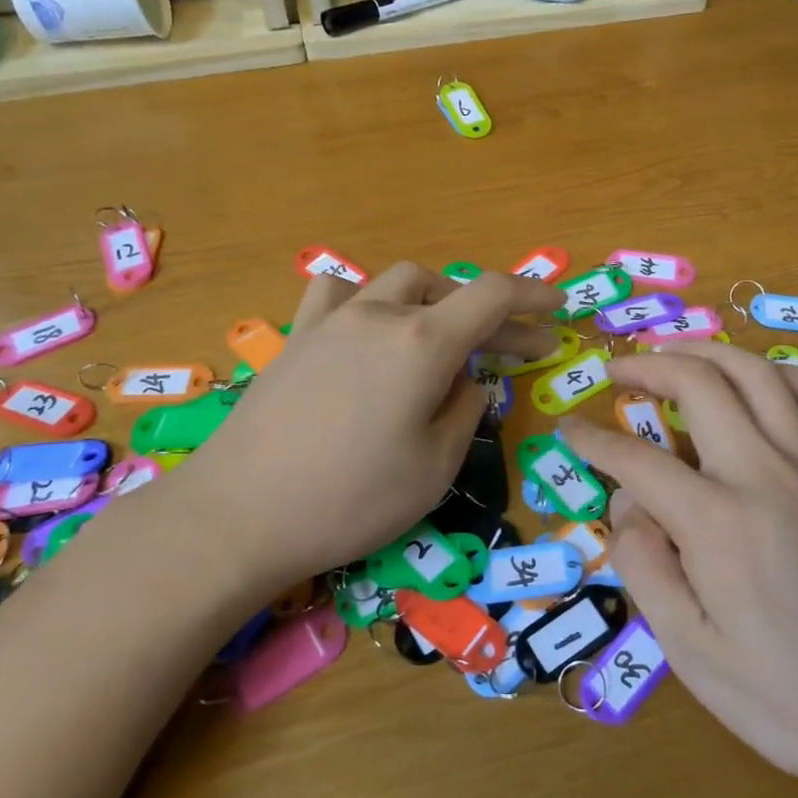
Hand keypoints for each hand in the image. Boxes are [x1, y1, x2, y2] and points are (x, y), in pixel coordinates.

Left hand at [178, 264, 561, 589]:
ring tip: (443, 337)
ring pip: (398, 282)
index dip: (532, 295)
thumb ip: (465, 411)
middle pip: (450, 289)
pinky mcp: (297, 338)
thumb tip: (466, 382)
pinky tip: (368, 329)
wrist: (240, 514)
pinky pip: (340, 294)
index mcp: (423, 342)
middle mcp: (380, 315)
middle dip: (491, 315)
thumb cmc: (351, 499)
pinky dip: (370, 301)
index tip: (558, 308)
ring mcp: (333, 321)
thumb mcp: (435, 467)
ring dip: (434, 300)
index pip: (492, 294)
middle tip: (513, 353)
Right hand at [559, 343, 797, 797]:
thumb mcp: (691, 653)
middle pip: (700, 385)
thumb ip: (645, 568)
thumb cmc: (789, 700)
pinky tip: (762, 381)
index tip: (568, 429)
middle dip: (648, 366)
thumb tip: (627, 505)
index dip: (593, 440)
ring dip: (710, 351)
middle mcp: (767, 475)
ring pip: (760, 375)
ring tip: (677, 351)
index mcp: (719, 522)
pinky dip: (783, 375)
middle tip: (615, 369)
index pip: (637, 460)